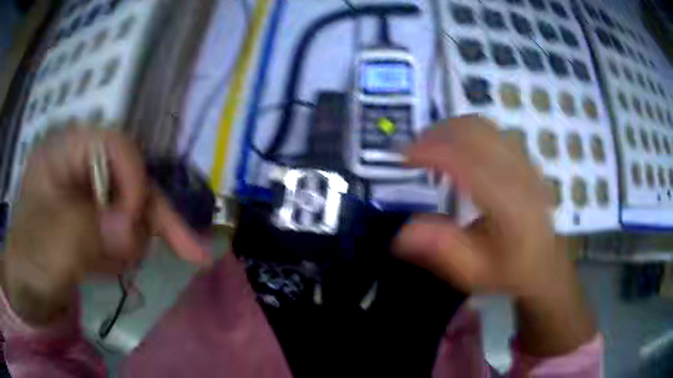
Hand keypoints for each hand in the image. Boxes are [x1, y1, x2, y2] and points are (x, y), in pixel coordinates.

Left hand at [2, 127, 209, 325]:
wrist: (26, 294)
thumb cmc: (30, 261)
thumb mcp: (54, 243)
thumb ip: (93, 230)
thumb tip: (133, 233)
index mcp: (65, 154)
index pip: (114, 146)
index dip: (133, 178)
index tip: (135, 224)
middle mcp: (81, 170)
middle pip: (130, 181)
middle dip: (149, 217)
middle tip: (191, 253)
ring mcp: (87, 199)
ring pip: (132, 211)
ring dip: (135, 242)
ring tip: (118, 268)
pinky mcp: (92, 225)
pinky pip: (124, 234)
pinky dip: (127, 254)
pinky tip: (114, 270)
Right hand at [395, 116, 594, 354]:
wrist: (545, 264)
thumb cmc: (510, 271)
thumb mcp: (474, 272)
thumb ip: (441, 250)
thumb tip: (400, 232)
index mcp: (509, 204)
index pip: (467, 160)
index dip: (431, 151)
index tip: (401, 157)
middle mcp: (519, 173)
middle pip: (474, 131)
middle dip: (435, 134)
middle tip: (410, 152)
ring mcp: (524, 161)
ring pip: (481, 125)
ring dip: (448, 130)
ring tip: (428, 148)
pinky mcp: (523, 157)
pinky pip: (489, 130)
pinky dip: (463, 131)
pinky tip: (454, 149)